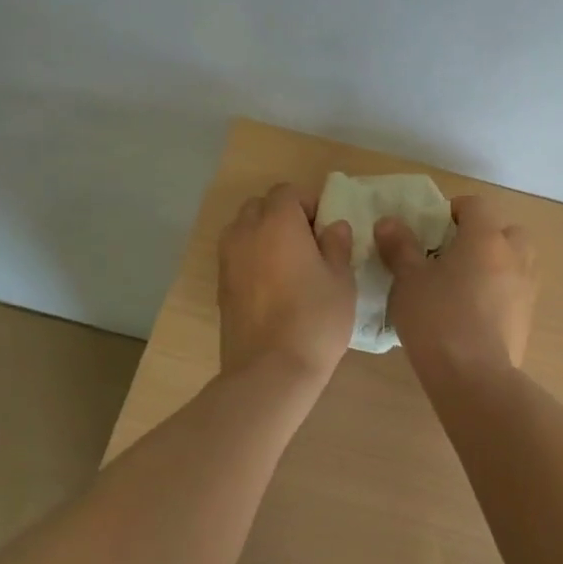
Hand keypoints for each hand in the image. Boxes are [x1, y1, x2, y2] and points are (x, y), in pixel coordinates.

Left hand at [217, 183, 356, 383]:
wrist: (270, 371)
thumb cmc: (315, 318)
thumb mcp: (341, 279)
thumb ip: (336, 245)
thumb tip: (332, 226)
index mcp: (278, 221)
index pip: (287, 191)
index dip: (308, 204)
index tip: (324, 231)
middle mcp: (246, 232)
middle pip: (260, 206)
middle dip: (282, 216)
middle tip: (307, 245)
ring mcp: (228, 259)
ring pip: (243, 230)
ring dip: (263, 236)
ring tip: (288, 266)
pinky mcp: (221, 286)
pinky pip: (236, 256)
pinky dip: (252, 259)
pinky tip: (272, 288)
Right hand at [375, 194, 536, 378]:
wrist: (474, 378)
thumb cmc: (438, 318)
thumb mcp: (408, 280)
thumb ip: (400, 246)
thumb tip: (388, 222)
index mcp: (486, 238)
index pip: (476, 205)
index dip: (454, 210)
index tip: (432, 228)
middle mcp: (513, 256)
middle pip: (506, 230)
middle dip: (484, 235)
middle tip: (454, 253)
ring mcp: (526, 288)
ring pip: (517, 261)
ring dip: (497, 262)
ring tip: (465, 282)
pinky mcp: (527, 319)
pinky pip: (516, 291)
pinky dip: (500, 291)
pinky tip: (474, 312)